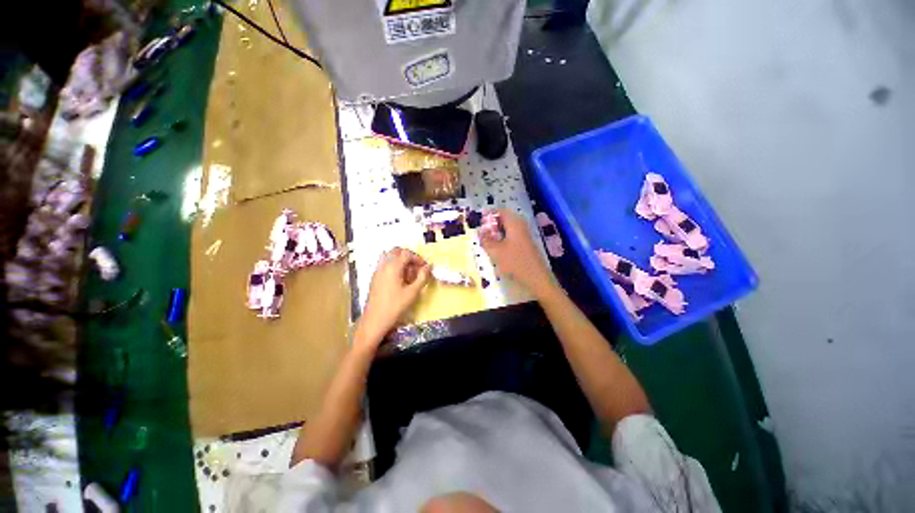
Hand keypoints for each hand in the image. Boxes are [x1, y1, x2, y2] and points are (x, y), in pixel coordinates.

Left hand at [356, 247, 430, 347]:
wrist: (375, 320)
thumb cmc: (395, 306)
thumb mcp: (413, 292)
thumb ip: (422, 277)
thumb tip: (429, 266)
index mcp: (393, 266)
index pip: (407, 254)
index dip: (418, 258)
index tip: (425, 267)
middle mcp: (384, 265)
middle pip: (396, 251)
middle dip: (408, 256)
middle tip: (417, 267)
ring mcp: (377, 271)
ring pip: (389, 256)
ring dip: (400, 260)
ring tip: (408, 272)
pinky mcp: (375, 278)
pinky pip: (385, 264)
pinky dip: (394, 266)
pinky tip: (400, 279)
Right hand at [480, 210, 556, 298]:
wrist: (537, 279)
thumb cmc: (515, 262)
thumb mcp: (496, 251)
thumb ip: (486, 240)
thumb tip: (480, 231)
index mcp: (514, 223)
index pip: (500, 211)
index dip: (489, 215)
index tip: (479, 223)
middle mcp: (520, 226)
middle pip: (504, 220)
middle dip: (492, 225)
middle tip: (482, 234)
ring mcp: (524, 236)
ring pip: (507, 229)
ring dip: (496, 234)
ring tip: (487, 243)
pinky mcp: (525, 245)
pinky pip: (511, 237)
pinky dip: (502, 240)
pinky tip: (498, 250)